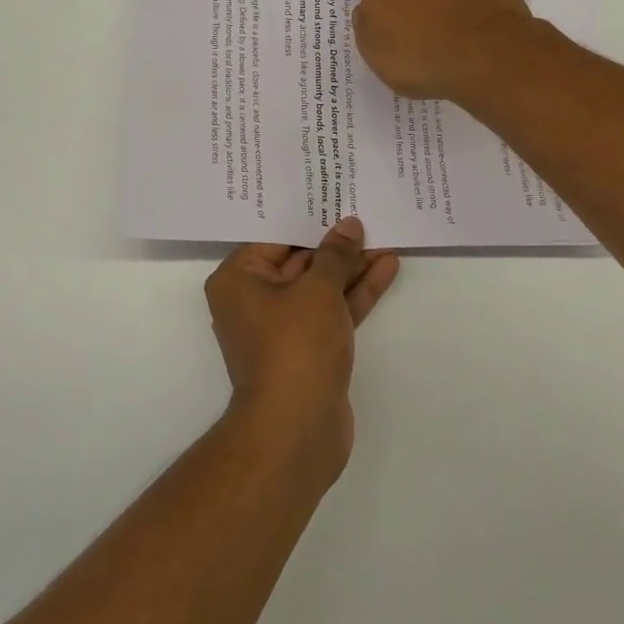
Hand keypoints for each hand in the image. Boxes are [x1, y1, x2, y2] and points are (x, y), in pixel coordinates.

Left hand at [204, 217, 400, 475]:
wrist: (297, 428)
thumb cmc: (295, 345)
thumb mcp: (317, 290)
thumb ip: (336, 254)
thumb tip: (348, 226)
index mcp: (238, 279)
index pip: (274, 237)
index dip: (306, 216)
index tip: (333, 195)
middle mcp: (254, 300)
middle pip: (298, 260)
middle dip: (334, 241)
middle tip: (365, 211)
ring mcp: (282, 327)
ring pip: (320, 286)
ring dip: (351, 266)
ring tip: (385, 237)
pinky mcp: (309, 348)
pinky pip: (332, 310)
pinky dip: (355, 292)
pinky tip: (386, 267)